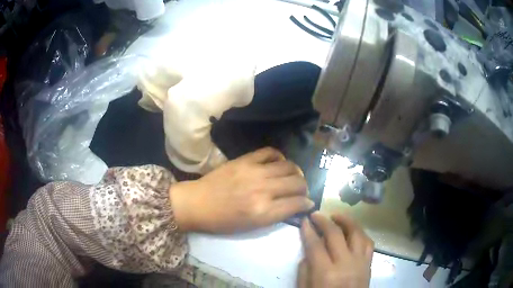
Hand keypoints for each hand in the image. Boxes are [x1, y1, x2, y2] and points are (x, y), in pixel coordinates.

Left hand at [170, 147, 314, 232]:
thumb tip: (297, 205)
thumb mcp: (252, 227)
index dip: (307, 203)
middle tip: (300, 191)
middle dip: (305, 188)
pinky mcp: (245, 160)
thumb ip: (277, 215)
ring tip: (293, 177)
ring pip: (289, 166)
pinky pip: (271, 152)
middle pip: (298, 183)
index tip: (307, 203)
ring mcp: (255, 172)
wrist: (197, 203)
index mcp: (264, 212)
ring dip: (296, 173)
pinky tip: (278, 163)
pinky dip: (280, 157)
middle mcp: (263, 190)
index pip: (298, 203)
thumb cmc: (223, 221)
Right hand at [298, 212, 373, 287]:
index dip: (308, 231)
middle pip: (335, 235)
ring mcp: (360, 263)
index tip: (304, 220)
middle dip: (324, 221)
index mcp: (326, 273)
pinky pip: (368, 243)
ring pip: (357, 234)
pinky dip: (360, 233)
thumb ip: (305, 271)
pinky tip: (353, 231)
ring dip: (347, 221)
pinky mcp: (368, 265)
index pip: (315, 245)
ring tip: (336, 216)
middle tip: (316, 214)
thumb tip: (309, 252)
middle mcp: (345, 264)